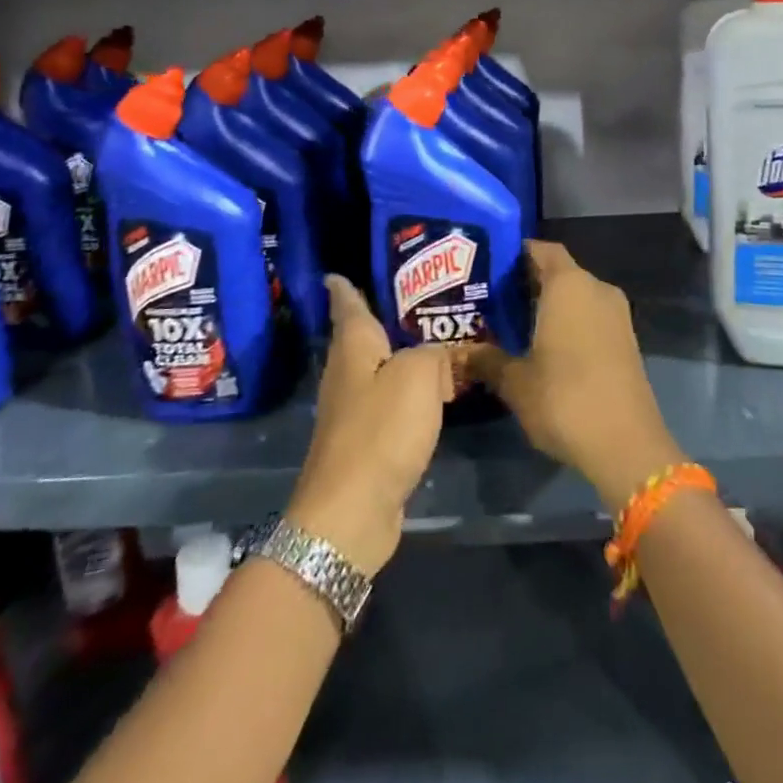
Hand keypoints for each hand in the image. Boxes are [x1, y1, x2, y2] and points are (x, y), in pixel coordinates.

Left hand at [286, 276, 454, 575]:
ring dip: (405, 355)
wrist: (351, 512)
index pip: (347, 303)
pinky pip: (392, 401)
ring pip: (382, 368)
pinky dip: (412, 391)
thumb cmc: (380, 431)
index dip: (345, 285)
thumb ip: (437, 354)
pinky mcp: (367, 440)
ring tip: (439, 339)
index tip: (339, 270)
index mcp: (354, 347)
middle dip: (386, 315)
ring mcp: (354, 409)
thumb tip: (443, 357)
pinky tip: (435, 391)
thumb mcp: (418, 376)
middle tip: (424, 297)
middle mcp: (348, 372)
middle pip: (364, 335)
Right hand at [468, 241, 683, 513]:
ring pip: (577, 296)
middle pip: (560, 272)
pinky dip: (569, 323)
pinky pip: (591, 317)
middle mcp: (596, 289)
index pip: (543, 249)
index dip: (517, 253)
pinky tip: (544, 347)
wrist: (626, 445)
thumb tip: (461, 353)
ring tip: (513, 325)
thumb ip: (487, 360)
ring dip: (550, 305)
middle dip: (528, 283)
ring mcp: (617, 315)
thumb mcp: (515, 382)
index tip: (489, 267)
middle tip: (492, 300)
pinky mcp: (627, 340)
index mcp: (569, 285)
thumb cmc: (564, 399)